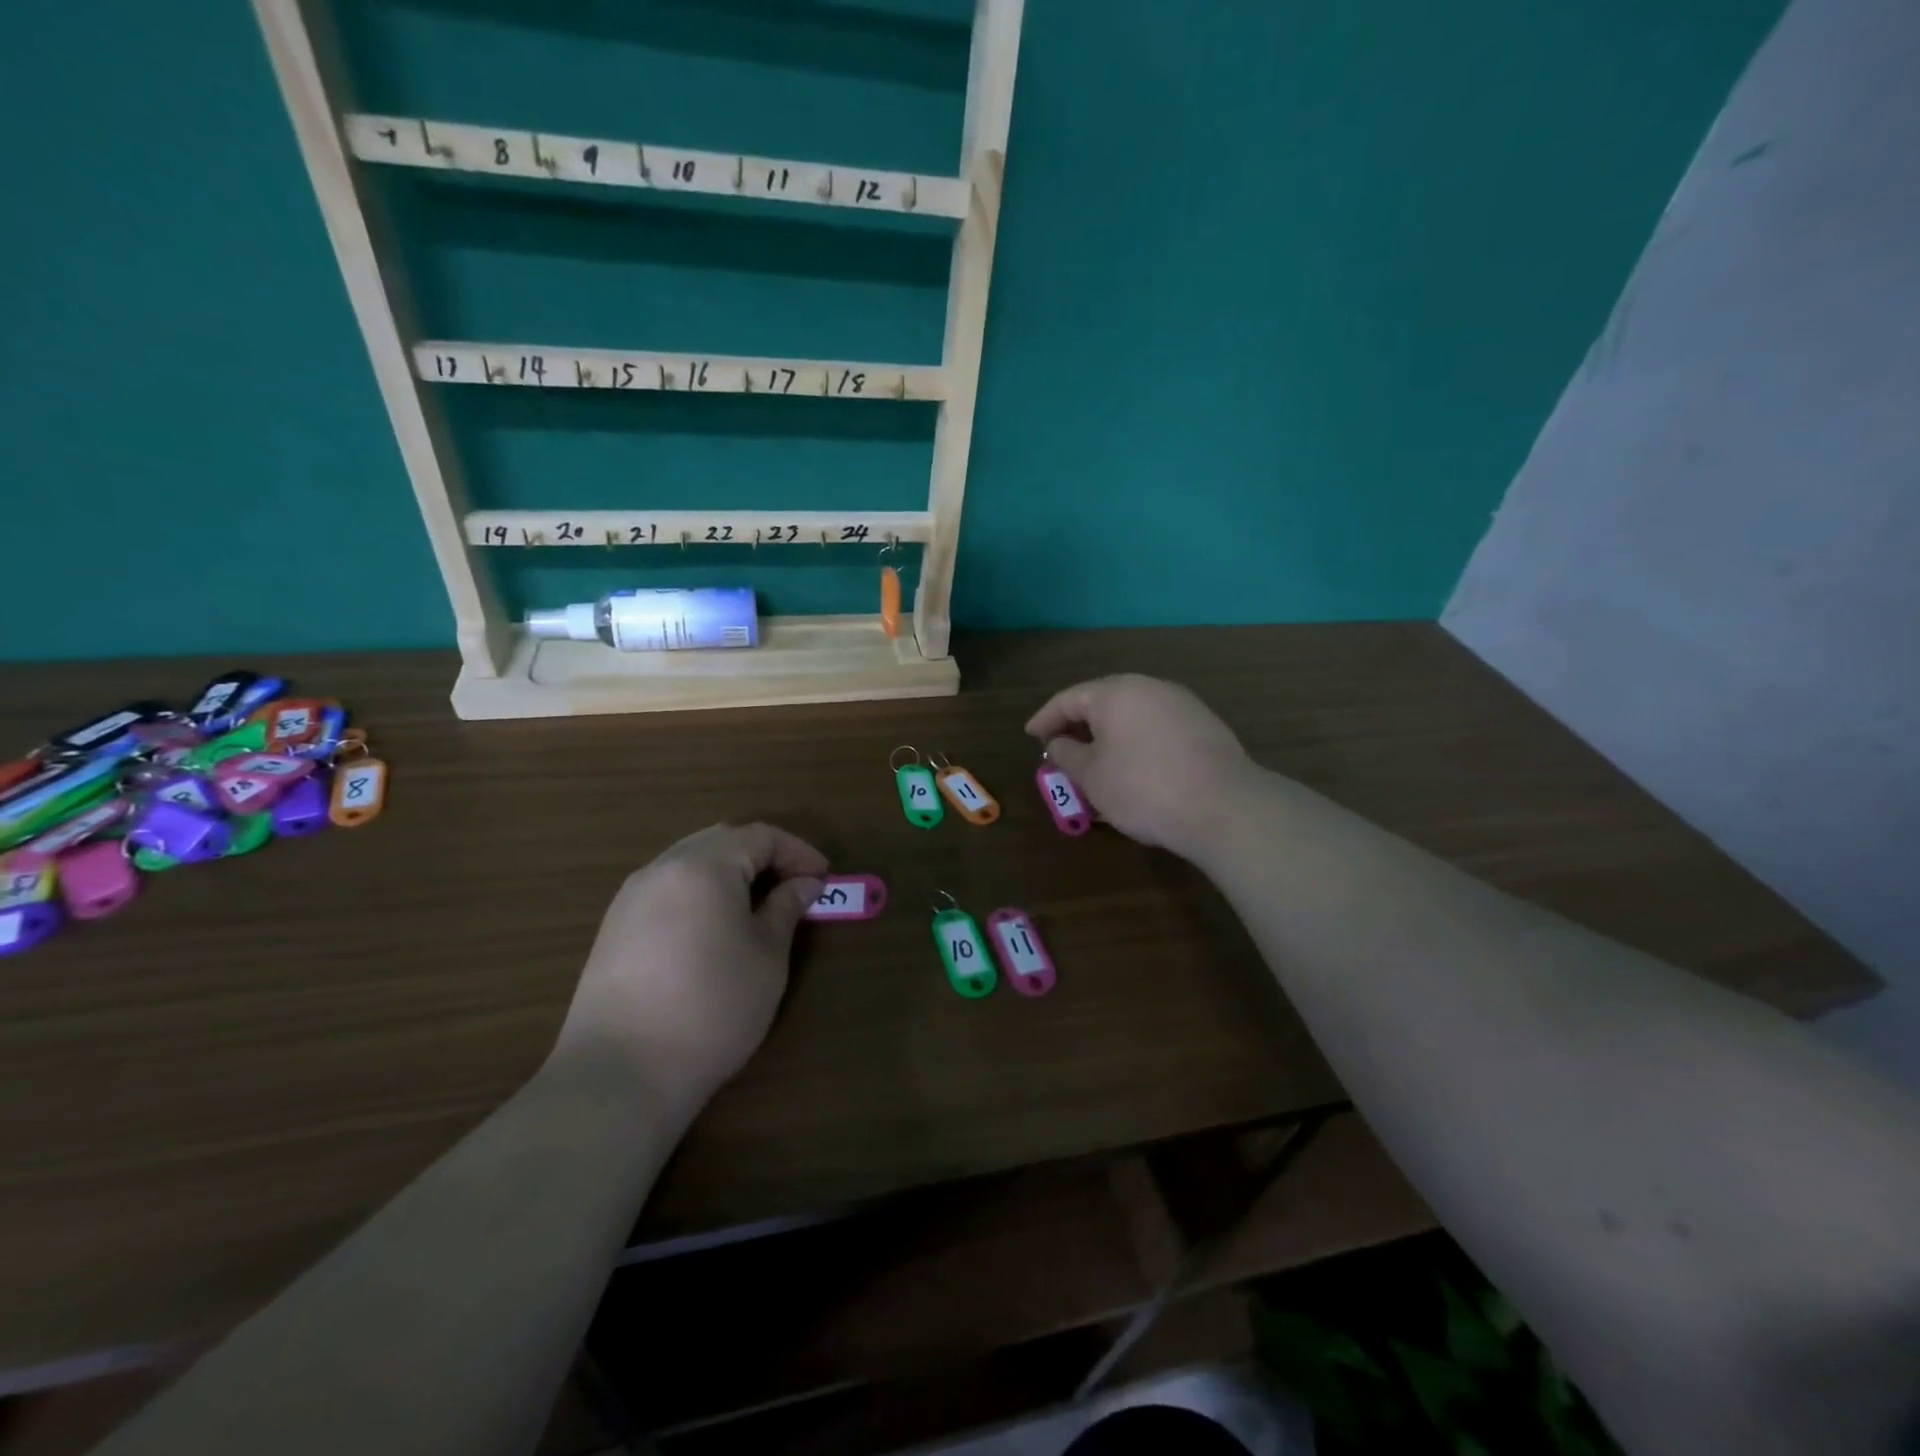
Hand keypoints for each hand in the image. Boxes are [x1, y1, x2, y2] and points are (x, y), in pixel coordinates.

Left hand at [552, 823, 826, 1111]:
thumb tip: (805, 884)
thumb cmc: (712, 1008)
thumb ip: (786, 908)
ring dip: (729, 871)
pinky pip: (667, 887)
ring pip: (690, 860)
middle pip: (722, 840)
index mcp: (704, 866)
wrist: (621, 1073)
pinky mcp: (613, 927)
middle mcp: (663, 868)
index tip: (824, 878)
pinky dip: (699, 890)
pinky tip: (713, 927)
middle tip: (794, 886)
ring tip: (757, 906)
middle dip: (763, 855)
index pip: (760, 836)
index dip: (798, 851)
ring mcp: (631, 896)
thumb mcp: (767, 957)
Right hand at [1026, 674, 1254, 860]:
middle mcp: (1150, 687)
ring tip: (1095, 763)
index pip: (1069, 699)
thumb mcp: (1092, 776)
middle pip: (1103, 702)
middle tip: (1061, 748)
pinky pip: (1156, 728)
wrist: (1224, 807)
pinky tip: (1133, 768)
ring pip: (1132, 716)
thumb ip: (1067, 754)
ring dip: (1108, 736)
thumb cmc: (1143, 788)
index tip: (1031, 736)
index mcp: (1116, 692)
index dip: (1045, 718)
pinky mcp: (1205, 727)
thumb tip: (1060, 744)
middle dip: (1078, 726)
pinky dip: (1136, 743)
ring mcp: (1182, 705)